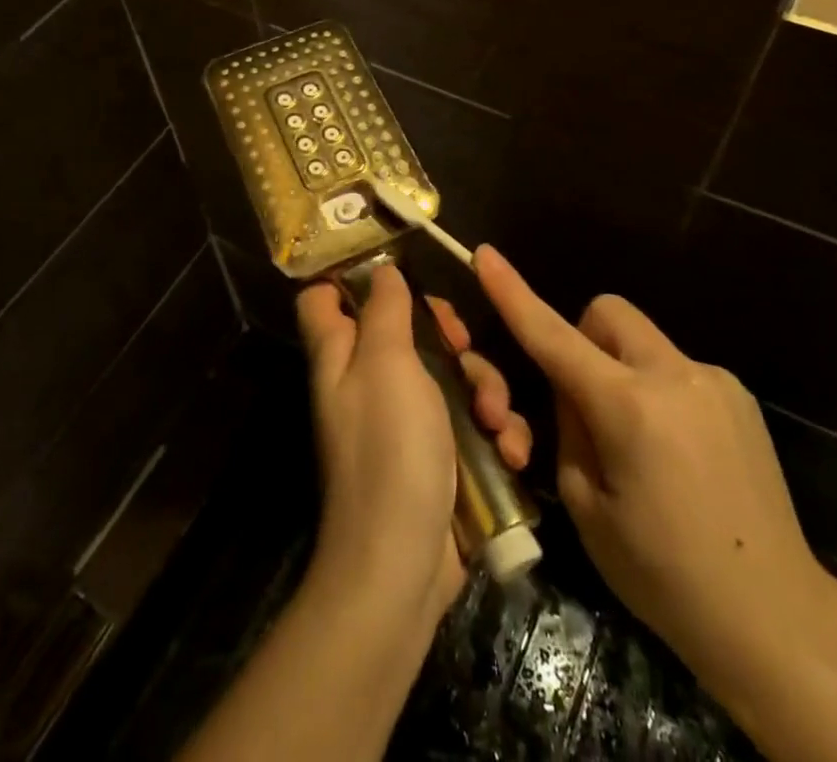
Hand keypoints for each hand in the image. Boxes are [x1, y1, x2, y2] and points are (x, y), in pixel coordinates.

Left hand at [297, 266, 531, 627]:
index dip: (353, 277)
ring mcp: (407, 420)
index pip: (325, 298)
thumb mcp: (386, 363)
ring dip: (485, 390)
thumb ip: (384, 310)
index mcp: (342, 354)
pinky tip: (511, 452)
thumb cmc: (388, 449)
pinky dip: (496, 433)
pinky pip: (472, 422)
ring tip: (496, 420)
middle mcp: (369, 381)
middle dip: (449, 335)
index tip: (399, 270)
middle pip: (408, 329)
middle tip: (463, 345)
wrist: (402, 565)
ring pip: (452, 374)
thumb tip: (382, 271)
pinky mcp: (441, 455)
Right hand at [474, 246, 836, 702]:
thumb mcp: (586, 506)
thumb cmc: (665, 576)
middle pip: (606, 313)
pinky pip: (675, 367)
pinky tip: (678, 453)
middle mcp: (673, 374)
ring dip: (622, 368)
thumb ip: (568, 428)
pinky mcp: (739, 395)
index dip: (513, 293)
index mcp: (628, 407)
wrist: (779, 618)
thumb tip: (572, 388)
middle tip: (584, 400)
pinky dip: (657, 389)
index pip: (553, 335)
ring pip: (641, 340)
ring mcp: (713, 380)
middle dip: (582, 339)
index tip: (485, 254)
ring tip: (639, 441)